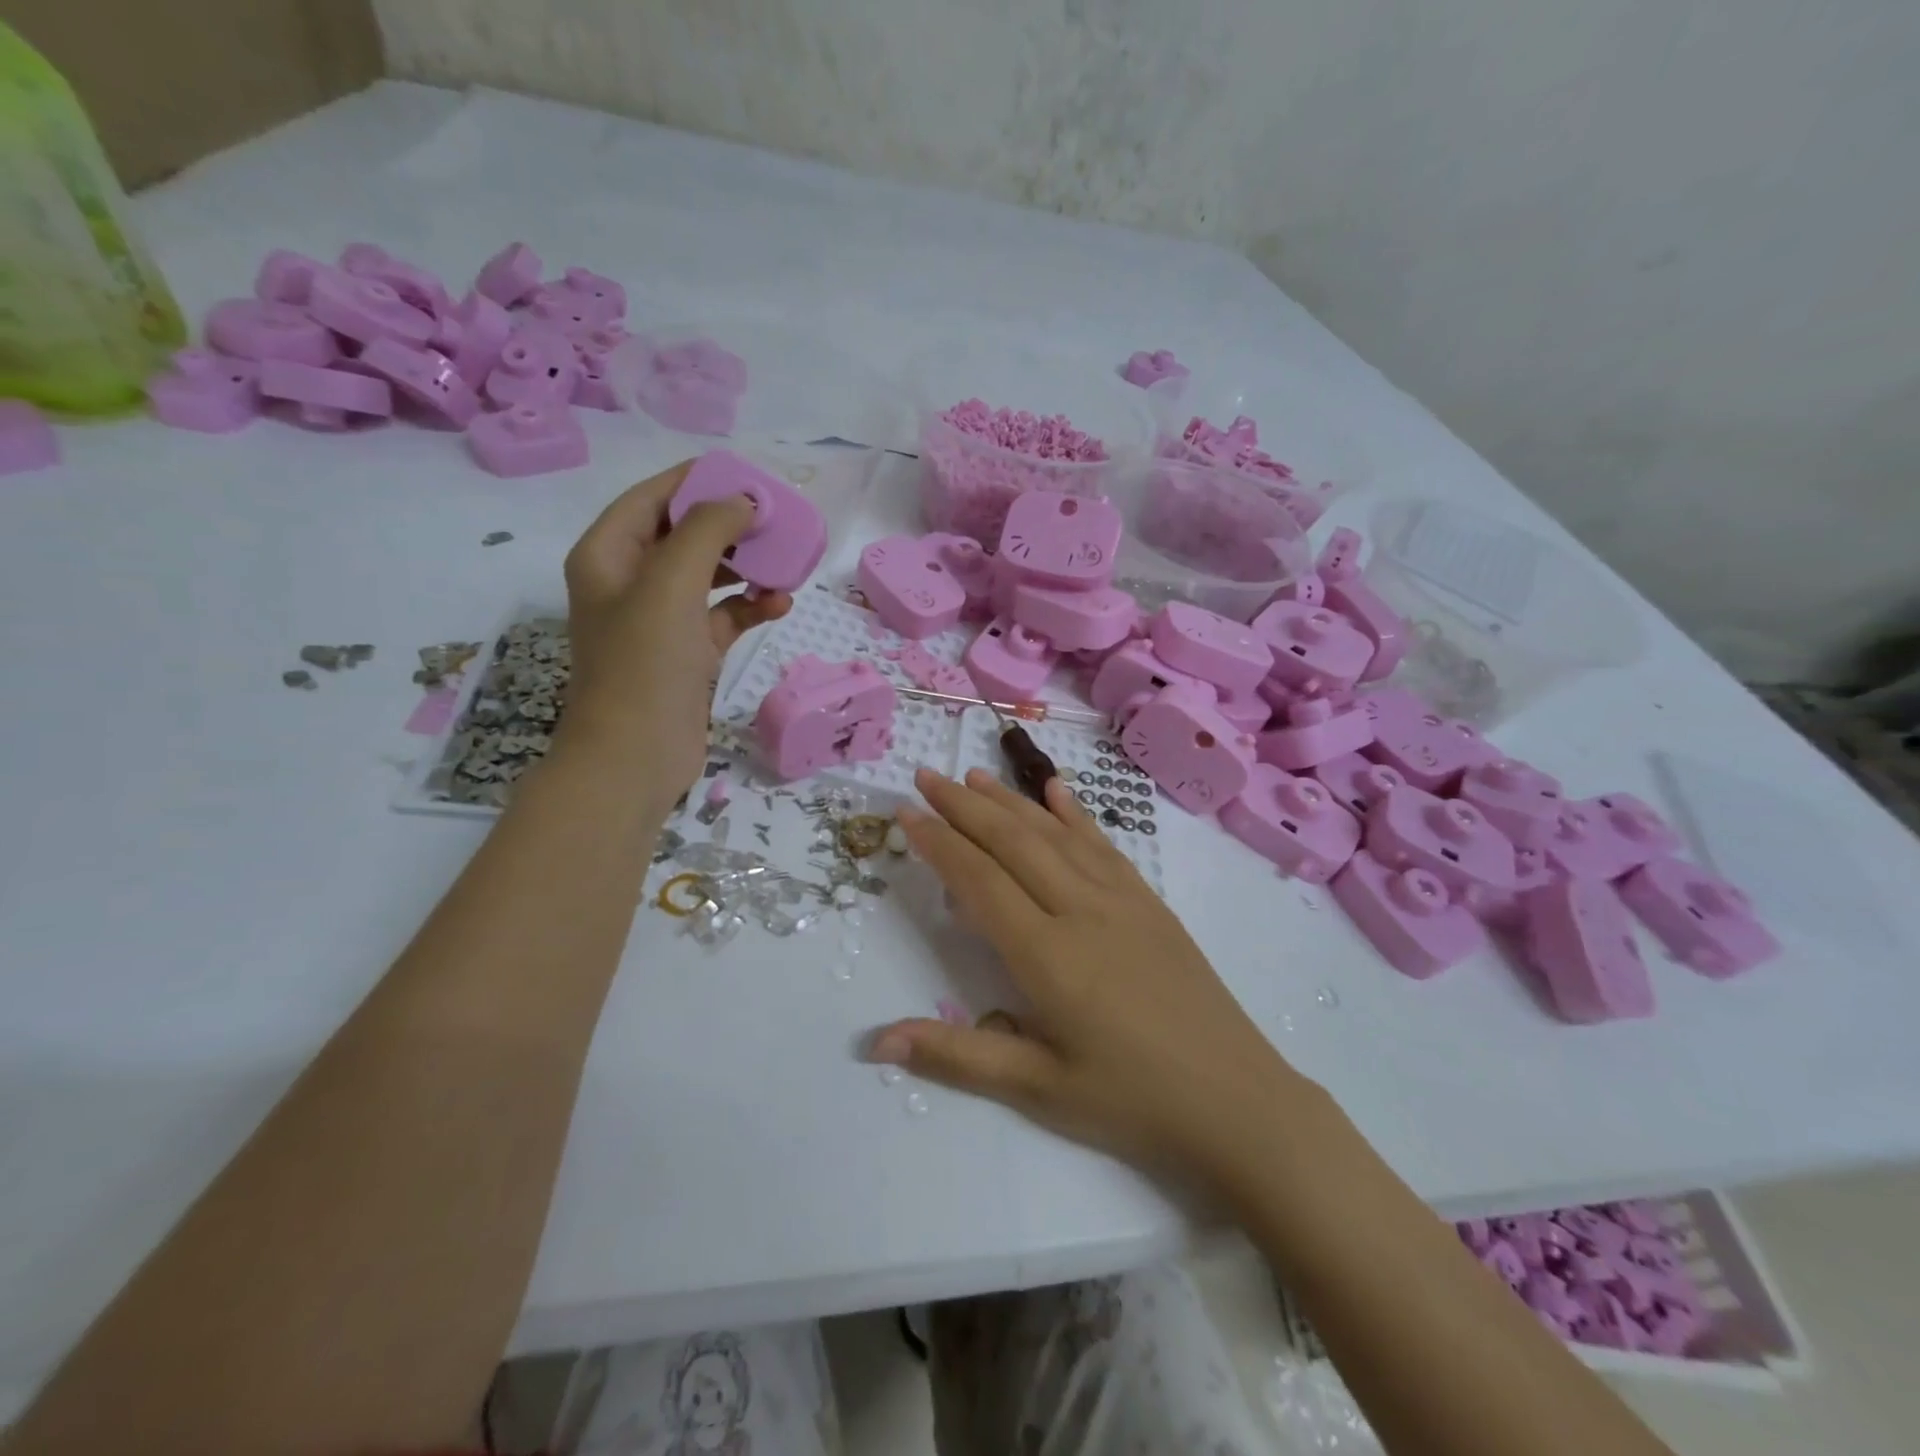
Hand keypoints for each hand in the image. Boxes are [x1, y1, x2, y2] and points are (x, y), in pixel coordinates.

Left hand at [559, 461, 790, 795]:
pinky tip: (780, 606)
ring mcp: (659, 619)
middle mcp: (629, 581)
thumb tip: (744, 501)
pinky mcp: (686, 652)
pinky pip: (722, 615)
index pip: (652, 497)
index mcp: (608, 554)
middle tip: (776, 520)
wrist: (636, 755)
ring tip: (786, 563)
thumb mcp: (671, 583)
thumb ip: (707, 530)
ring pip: (708, 576)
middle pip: (684, 534)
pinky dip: (749, 607)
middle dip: (729, 525)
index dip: (697, 481)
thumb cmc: (644, 663)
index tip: (747, 475)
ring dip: (746, 568)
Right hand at [869, 768, 1314, 1188]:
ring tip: (974, 775)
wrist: (1238, 1100)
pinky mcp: (1150, 902)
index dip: (939, 842)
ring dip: (1010, 800)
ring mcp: (1122, 900)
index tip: (906, 813)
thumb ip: (957, 1056)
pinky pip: (1103, 845)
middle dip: (964, 805)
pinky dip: (1074, 813)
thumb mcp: (1039, 1089)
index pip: (980, 880)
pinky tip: (1056, 790)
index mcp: (1047, 955)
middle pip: (1013, 842)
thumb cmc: (1132, 1101)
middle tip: (926, 777)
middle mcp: (1081, 910)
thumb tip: (878, 1041)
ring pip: (1055, 834)